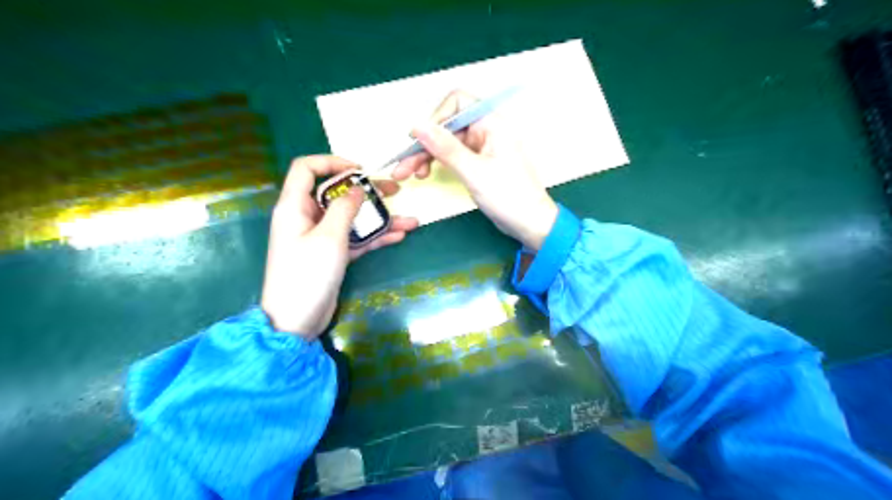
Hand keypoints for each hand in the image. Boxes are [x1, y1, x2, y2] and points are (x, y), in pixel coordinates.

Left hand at [262, 156, 419, 339]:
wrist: (296, 321)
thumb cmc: (307, 274)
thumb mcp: (329, 237)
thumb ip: (345, 208)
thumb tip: (357, 188)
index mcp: (295, 206)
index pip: (306, 169)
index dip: (332, 162)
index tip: (360, 170)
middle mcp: (306, 217)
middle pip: (338, 195)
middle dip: (367, 193)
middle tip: (395, 192)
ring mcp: (321, 238)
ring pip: (352, 219)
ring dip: (379, 219)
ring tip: (410, 220)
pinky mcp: (332, 255)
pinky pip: (355, 239)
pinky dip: (375, 237)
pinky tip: (399, 235)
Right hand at [391, 88, 555, 248]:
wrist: (530, 224)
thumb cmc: (509, 197)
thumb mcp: (474, 172)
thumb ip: (445, 148)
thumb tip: (417, 126)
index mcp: (492, 124)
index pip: (457, 103)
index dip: (435, 118)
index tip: (417, 140)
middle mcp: (486, 130)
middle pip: (448, 125)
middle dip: (424, 144)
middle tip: (403, 168)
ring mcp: (482, 147)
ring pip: (447, 142)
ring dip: (427, 156)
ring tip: (409, 175)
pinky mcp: (479, 163)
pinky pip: (454, 156)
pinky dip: (438, 163)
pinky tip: (426, 174)